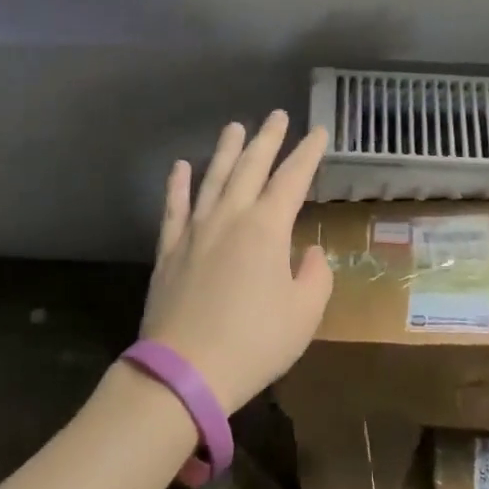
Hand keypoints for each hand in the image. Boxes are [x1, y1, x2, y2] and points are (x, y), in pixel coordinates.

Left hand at [139, 112, 330, 413]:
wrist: (185, 373)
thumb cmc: (254, 343)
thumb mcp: (304, 314)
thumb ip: (315, 275)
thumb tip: (309, 252)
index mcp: (267, 227)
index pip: (292, 178)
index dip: (308, 153)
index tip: (318, 132)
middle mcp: (230, 216)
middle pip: (251, 167)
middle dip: (268, 139)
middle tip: (277, 115)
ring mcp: (195, 230)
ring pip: (213, 178)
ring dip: (226, 150)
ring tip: (235, 126)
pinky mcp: (169, 250)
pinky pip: (174, 208)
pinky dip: (178, 185)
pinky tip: (181, 166)